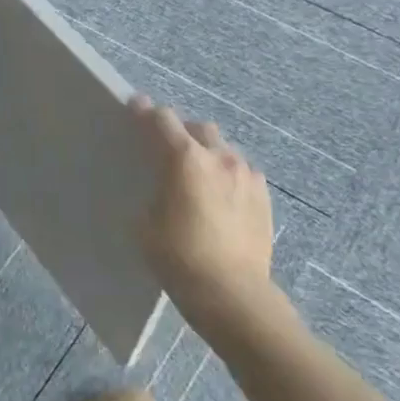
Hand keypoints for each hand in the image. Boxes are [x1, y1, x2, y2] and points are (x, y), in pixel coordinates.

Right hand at [129, 95, 276, 320]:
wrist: (232, 293)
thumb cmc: (178, 257)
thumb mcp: (146, 223)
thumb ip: (155, 193)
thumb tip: (163, 189)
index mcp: (185, 158)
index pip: (162, 120)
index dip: (145, 112)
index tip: (135, 107)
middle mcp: (219, 157)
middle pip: (198, 128)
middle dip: (182, 132)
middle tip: (169, 149)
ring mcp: (247, 175)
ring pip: (224, 149)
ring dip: (208, 153)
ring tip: (199, 176)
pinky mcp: (264, 196)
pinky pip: (242, 172)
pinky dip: (228, 175)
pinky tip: (221, 197)